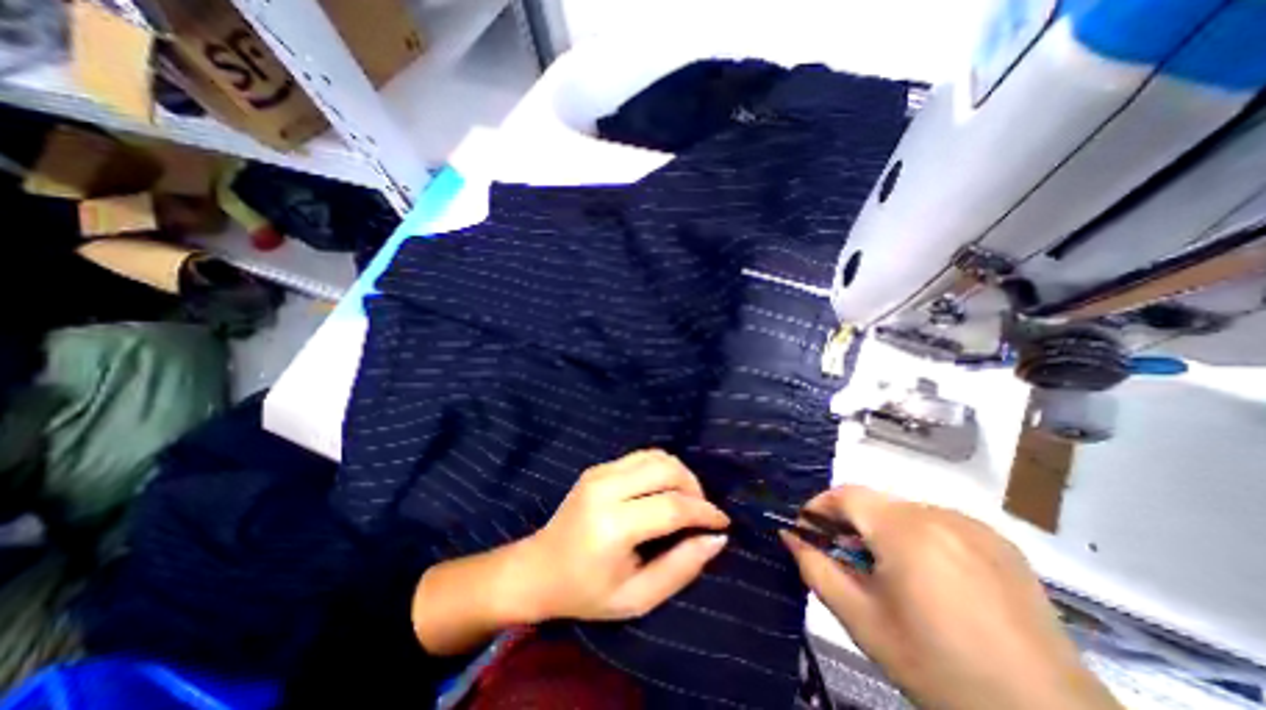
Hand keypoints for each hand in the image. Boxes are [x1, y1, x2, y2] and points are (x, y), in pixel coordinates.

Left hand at [517, 450, 731, 619]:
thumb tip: (716, 539)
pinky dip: (662, 468)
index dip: (704, 512)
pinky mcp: (598, 467)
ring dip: (679, 474)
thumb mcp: (637, 598)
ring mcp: (600, 472)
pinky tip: (663, 490)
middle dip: (694, 487)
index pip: (672, 506)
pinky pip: (641, 456)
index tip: (722, 522)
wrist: (538, 568)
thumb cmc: (586, 592)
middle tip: (701, 512)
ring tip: (685, 500)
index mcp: (613, 526)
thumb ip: (680, 568)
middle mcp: (606, 489)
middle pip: (667, 469)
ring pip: (656, 456)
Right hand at [789, 486, 1119, 709]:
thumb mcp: (863, 621)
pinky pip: (939, 524)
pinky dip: (919, 539)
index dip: (819, 507)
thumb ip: (817, 570)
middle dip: (850, 523)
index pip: (846, 495)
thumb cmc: (940, 670)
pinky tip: (930, 580)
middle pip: (875, 503)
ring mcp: (974, 527)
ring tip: (886, 572)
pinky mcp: (999, 543)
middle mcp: (940, 515)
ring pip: (905, 512)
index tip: (807, 530)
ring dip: (884, 531)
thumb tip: (789, 536)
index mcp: (905, 531)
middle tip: (842, 556)